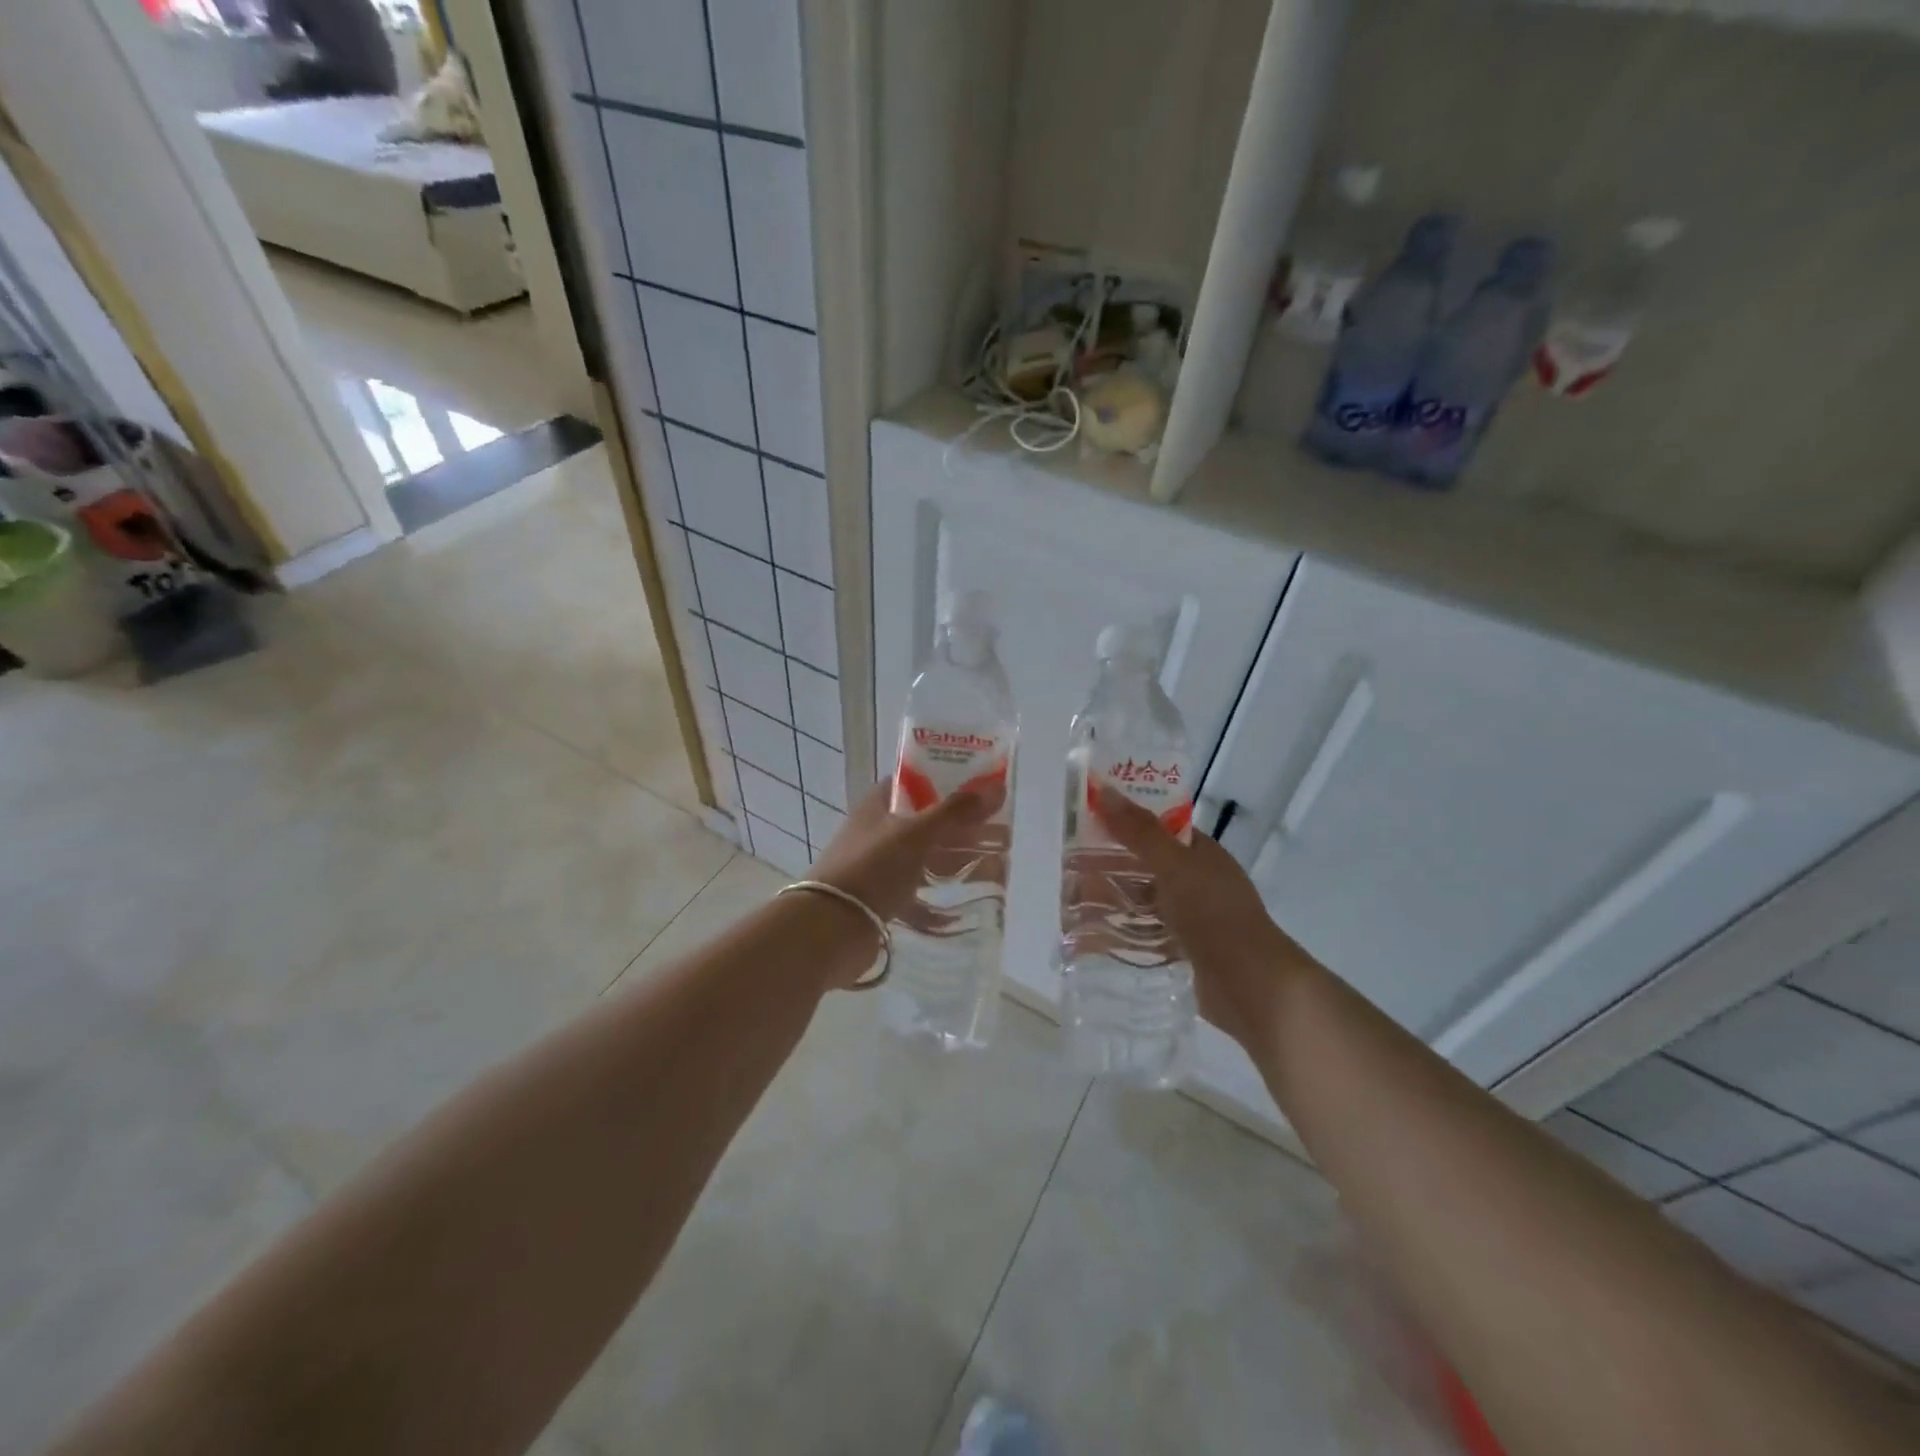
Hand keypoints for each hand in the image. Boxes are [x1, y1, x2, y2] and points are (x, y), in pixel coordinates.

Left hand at [808, 780, 1005, 926]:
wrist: (830, 928)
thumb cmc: (872, 868)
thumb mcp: (917, 834)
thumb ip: (956, 811)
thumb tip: (997, 787)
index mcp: (876, 806)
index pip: (912, 783)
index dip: (943, 781)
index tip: (977, 788)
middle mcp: (875, 833)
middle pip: (923, 822)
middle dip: (958, 827)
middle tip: (996, 831)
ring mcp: (876, 868)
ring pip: (921, 860)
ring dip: (950, 863)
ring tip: (990, 868)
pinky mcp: (878, 901)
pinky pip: (913, 897)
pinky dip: (934, 905)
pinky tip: (959, 913)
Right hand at [1089, 782, 1316, 1057]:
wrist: (1254, 988)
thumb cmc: (1216, 917)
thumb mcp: (1176, 868)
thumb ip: (1139, 832)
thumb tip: (1103, 790)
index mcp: (1200, 855)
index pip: (1155, 828)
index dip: (1121, 822)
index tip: (1083, 822)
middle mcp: (1195, 883)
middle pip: (1142, 867)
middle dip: (1106, 866)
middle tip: (1065, 868)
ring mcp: (1189, 919)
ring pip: (1139, 903)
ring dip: (1108, 902)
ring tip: (1068, 904)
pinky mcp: (1181, 952)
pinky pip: (1142, 937)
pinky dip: (1117, 935)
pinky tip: (1087, 939)